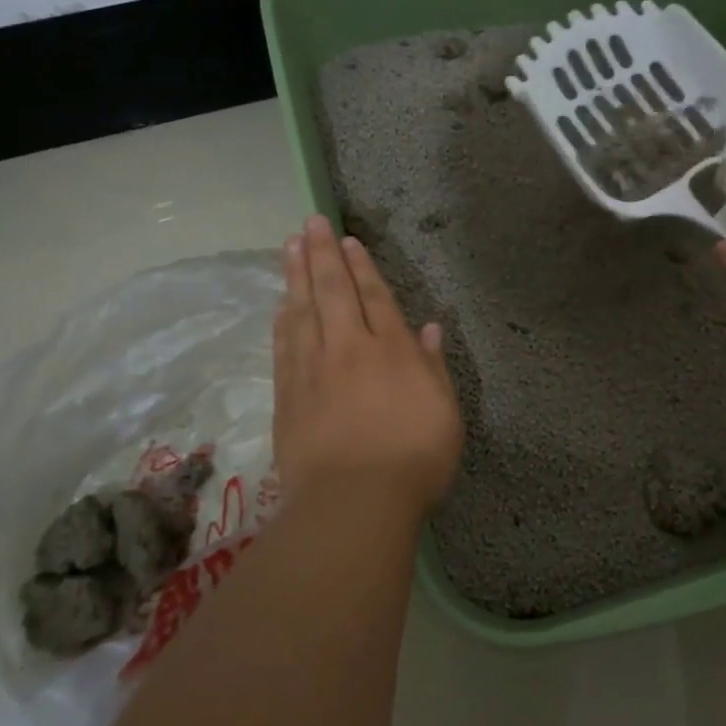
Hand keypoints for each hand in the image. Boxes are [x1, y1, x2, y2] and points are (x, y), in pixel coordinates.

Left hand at [273, 215, 462, 515]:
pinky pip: (284, 346)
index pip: (375, 297)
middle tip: (310, 223)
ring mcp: (313, 370)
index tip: (347, 241)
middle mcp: (349, 349)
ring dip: (295, 276)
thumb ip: (433, 367)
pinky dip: (282, 320)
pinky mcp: (288, 395)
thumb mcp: (445, 413)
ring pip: (302, 311)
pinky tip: (280, 305)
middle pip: (333, 291)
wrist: (353, 502)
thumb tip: (428, 328)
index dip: (362, 266)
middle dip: (322, 254)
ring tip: (288, 247)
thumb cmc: (414, 459)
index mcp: (392, 351)